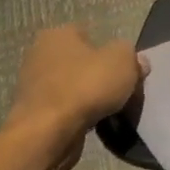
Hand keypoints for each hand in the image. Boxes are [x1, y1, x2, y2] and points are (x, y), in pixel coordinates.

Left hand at [3, 24, 145, 169]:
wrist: (48, 134)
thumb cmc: (86, 86)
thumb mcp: (124, 61)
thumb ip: (133, 57)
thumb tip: (137, 62)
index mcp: (57, 35)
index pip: (90, 34)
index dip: (111, 50)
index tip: (126, 68)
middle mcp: (40, 55)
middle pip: (82, 62)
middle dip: (101, 74)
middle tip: (122, 89)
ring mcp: (33, 87)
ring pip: (74, 87)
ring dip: (91, 97)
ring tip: (111, 109)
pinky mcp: (33, 114)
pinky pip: (66, 109)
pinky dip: (79, 115)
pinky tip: (94, 123)